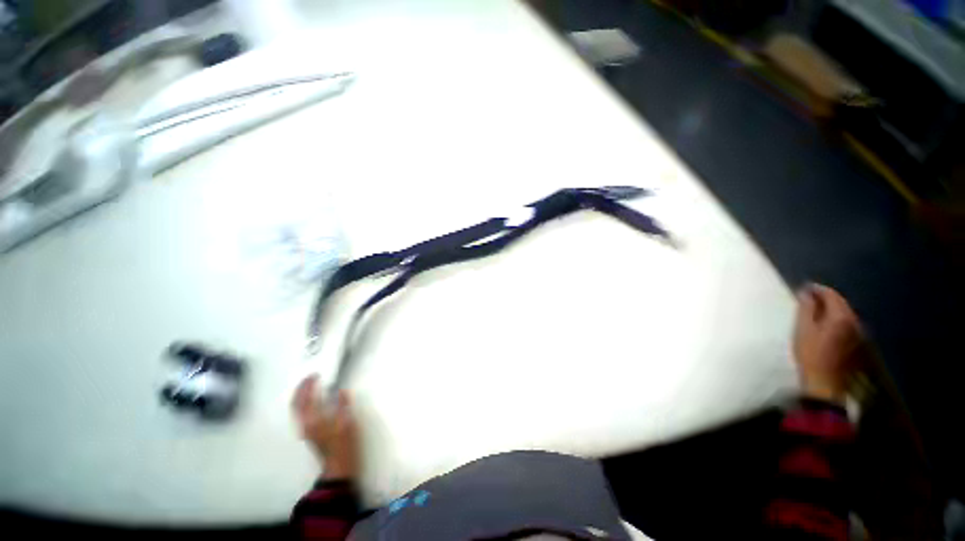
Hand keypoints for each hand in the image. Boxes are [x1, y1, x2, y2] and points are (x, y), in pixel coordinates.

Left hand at [292, 375, 358, 480]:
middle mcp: (305, 424)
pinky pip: (301, 412)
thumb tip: (341, 390)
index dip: (308, 385)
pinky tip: (314, 399)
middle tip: (311, 377)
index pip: (305, 399)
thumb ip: (343, 404)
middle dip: (301, 388)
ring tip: (311, 385)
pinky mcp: (309, 431)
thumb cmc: (343, 443)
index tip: (316, 374)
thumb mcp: (347, 421)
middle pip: (296, 403)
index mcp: (313, 420)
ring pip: (297, 408)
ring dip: (302, 395)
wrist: (338, 464)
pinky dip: (304, 402)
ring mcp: (306, 428)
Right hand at [793, 283, 863, 403]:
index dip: (817, 289)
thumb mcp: (803, 329)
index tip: (803, 288)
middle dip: (825, 298)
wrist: (825, 382)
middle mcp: (854, 321)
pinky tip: (824, 324)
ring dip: (830, 309)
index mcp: (841, 316)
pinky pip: (845, 324)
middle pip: (840, 303)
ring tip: (814, 310)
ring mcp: (857, 333)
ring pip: (844, 314)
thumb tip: (806, 292)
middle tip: (807, 298)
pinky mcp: (855, 343)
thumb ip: (806, 308)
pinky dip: (834, 319)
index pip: (831, 295)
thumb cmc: (811, 353)